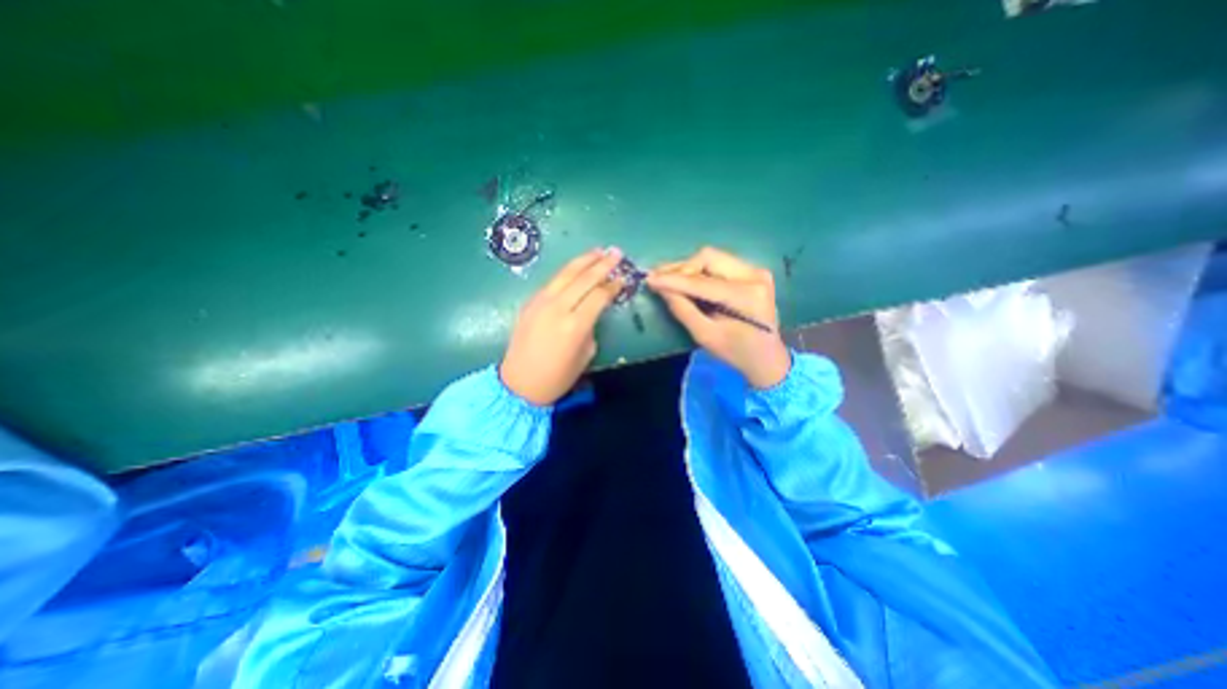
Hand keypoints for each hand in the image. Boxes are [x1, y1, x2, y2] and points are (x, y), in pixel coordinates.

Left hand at [504, 246, 625, 407]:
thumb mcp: (585, 354)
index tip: (623, 278)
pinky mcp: (530, 302)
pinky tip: (576, 268)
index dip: (613, 285)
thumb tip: (592, 311)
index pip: (599, 295)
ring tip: (598, 251)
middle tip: (616, 252)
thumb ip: (591, 327)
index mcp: (575, 325)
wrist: (519, 383)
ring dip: (584, 260)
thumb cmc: (558, 376)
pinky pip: (553, 282)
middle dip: (602, 264)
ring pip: (565, 274)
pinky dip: (567, 272)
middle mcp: (558, 308)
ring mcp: (541, 302)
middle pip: (584, 278)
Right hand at [647, 246, 791, 386]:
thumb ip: (683, 310)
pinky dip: (700, 270)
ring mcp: (756, 270)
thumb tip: (662, 289)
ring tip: (669, 279)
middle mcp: (754, 275)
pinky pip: (719, 263)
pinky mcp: (752, 271)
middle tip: (660, 280)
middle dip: (681, 269)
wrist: (768, 357)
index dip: (673, 279)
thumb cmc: (736, 352)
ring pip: (712, 257)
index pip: (702, 282)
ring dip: (688, 268)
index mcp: (746, 296)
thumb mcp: (706, 336)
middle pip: (708, 258)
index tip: (649, 279)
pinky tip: (688, 281)